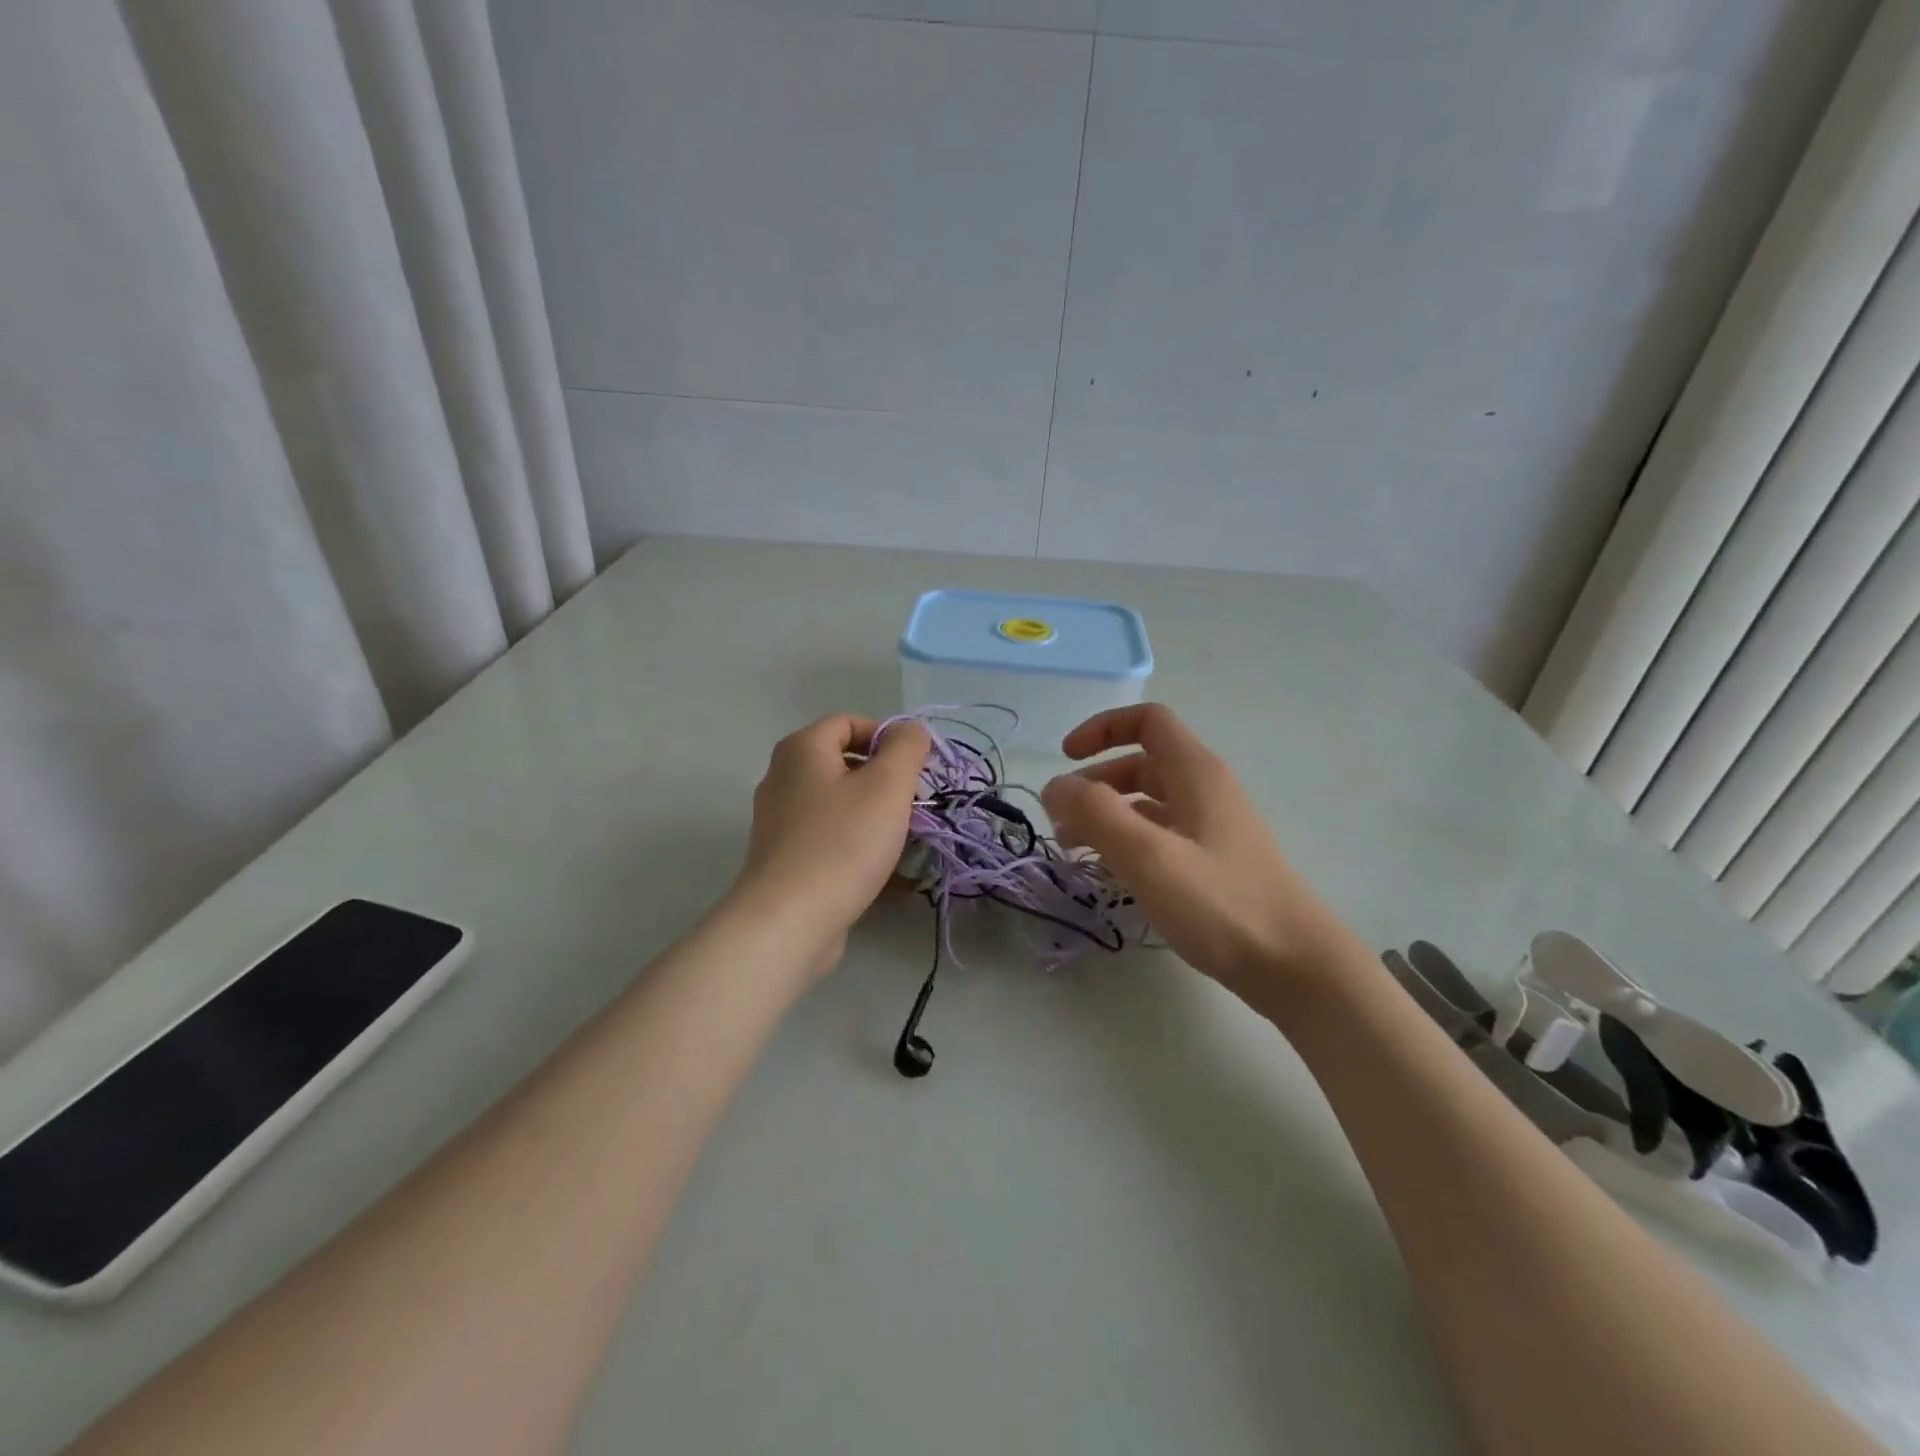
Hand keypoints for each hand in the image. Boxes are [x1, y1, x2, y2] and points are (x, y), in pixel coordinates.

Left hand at [731, 713, 931, 973]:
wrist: (789, 922)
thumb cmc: (842, 844)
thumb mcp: (888, 786)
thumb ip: (907, 748)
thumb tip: (911, 730)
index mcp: (802, 750)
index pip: (849, 722)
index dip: (888, 737)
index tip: (917, 769)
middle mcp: (785, 779)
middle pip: (847, 766)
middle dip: (888, 784)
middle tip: (916, 807)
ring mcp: (783, 823)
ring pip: (843, 808)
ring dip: (880, 821)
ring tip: (909, 845)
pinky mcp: (788, 861)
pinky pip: (834, 842)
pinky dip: (862, 852)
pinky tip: (892, 878)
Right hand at [1041, 704, 1340, 992]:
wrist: (1295, 965)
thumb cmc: (1220, 903)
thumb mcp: (1147, 855)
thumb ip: (1095, 813)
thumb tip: (1055, 786)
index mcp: (1195, 772)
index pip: (1147, 721)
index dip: (1102, 729)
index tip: (1065, 759)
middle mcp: (1206, 790)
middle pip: (1141, 763)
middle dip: (1095, 783)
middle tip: (1061, 821)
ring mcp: (1213, 827)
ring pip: (1149, 802)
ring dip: (1108, 815)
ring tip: (1075, 850)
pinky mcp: (1215, 862)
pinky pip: (1162, 834)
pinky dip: (1129, 841)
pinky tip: (1112, 872)